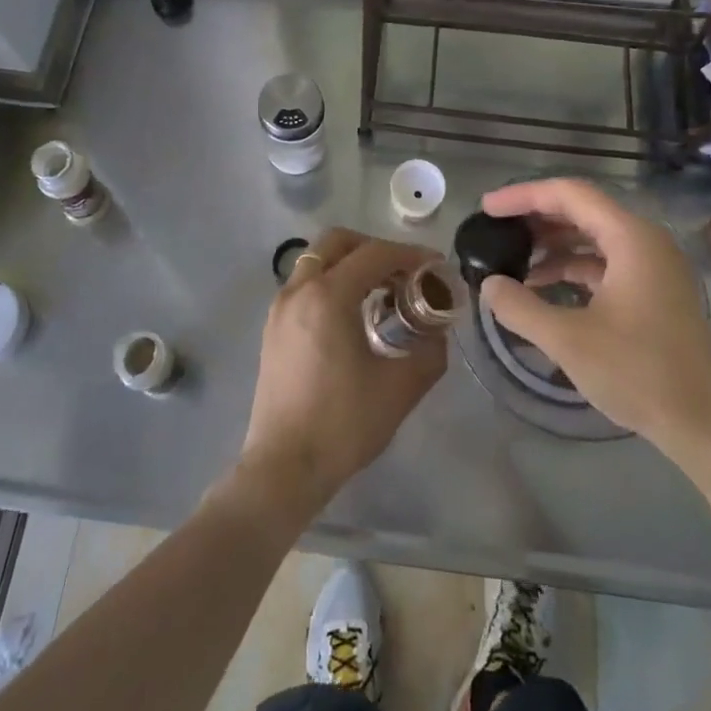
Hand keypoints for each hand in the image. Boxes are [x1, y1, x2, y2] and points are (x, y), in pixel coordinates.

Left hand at [238, 228, 445, 518]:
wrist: (283, 468)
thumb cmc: (343, 425)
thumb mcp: (400, 389)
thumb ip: (429, 352)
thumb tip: (438, 331)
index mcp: (328, 296)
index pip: (374, 254)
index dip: (410, 254)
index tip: (435, 267)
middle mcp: (299, 290)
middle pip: (337, 242)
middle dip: (374, 248)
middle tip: (403, 273)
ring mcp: (280, 307)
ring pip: (317, 260)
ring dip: (350, 264)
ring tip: (381, 293)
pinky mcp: (272, 327)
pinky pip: (305, 284)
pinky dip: (331, 282)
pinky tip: (352, 315)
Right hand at [479, 179, 710, 457]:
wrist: (708, 425)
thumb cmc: (640, 373)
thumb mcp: (568, 340)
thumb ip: (520, 307)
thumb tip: (489, 285)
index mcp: (630, 237)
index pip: (569, 194)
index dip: (523, 196)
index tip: (486, 208)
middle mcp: (644, 241)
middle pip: (581, 210)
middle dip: (536, 218)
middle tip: (495, 230)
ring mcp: (653, 267)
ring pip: (593, 237)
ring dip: (553, 245)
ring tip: (513, 260)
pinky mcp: (654, 291)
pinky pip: (605, 262)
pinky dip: (572, 268)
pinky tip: (543, 288)